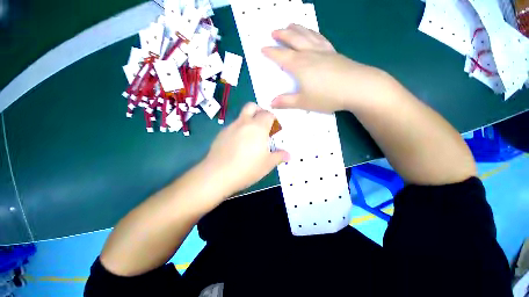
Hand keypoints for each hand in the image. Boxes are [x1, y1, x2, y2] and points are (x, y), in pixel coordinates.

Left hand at [202, 103, 289, 195]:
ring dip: (248, 121)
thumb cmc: (247, 168)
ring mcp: (230, 127)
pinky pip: (233, 127)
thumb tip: (289, 155)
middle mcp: (244, 123)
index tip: (275, 130)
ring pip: (241, 116)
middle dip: (259, 111)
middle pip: (252, 106)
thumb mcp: (267, 164)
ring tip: (251, 138)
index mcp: (258, 127)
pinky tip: (238, 145)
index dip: (273, 119)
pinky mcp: (221, 134)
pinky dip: (239, 130)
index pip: (268, 114)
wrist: (217, 175)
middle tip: (263, 125)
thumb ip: (279, 156)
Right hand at [262, 24, 387, 112]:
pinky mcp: (333, 52)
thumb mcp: (303, 102)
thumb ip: (286, 102)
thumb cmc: (327, 96)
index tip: (262, 48)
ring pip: (306, 35)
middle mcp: (309, 54)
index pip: (281, 56)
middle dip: (282, 35)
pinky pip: (320, 38)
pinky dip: (313, 33)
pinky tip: (312, 33)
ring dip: (296, 29)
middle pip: (293, 40)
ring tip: (290, 25)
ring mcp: (322, 51)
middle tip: (274, 31)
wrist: (357, 87)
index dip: (271, 52)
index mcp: (299, 66)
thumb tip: (271, 103)